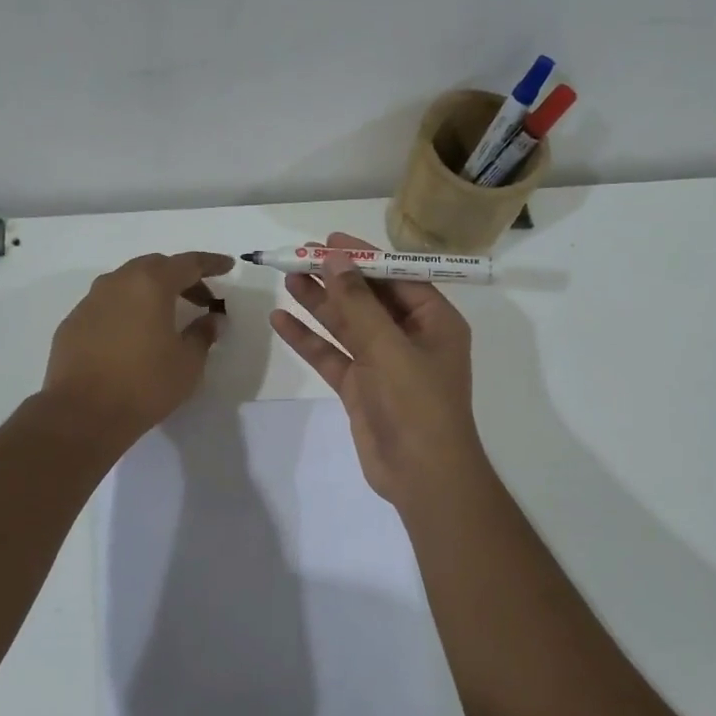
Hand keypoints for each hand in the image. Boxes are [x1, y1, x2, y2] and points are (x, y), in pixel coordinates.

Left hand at [42, 251, 233, 445]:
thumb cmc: (144, 384)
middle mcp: (117, 282)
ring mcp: (90, 301)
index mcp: (150, 284)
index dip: (211, 264)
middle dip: (181, 277)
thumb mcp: (188, 362)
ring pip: (127, 283)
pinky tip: (133, 335)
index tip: (227, 266)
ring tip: (167, 316)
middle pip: (155, 267)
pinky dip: (127, 310)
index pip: (188, 263)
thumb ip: (203, 334)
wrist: (82, 413)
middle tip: (201, 298)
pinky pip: (107, 305)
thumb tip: (212, 319)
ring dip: (151, 292)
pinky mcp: (73, 323)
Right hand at [269, 233, 488, 506]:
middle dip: (335, 278)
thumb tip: (335, 257)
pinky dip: (309, 339)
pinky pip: (332, 355)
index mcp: (434, 321)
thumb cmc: (417, 404)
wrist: (422, 476)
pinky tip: (281, 320)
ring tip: (287, 278)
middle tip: (298, 256)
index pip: (397, 277)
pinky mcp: (360, 387)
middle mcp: (410, 337)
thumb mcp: (389, 347)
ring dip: (319, 303)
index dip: (363, 257)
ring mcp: (383, 363)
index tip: (329, 240)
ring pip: (346, 325)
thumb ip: (359, 303)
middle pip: (368, 298)